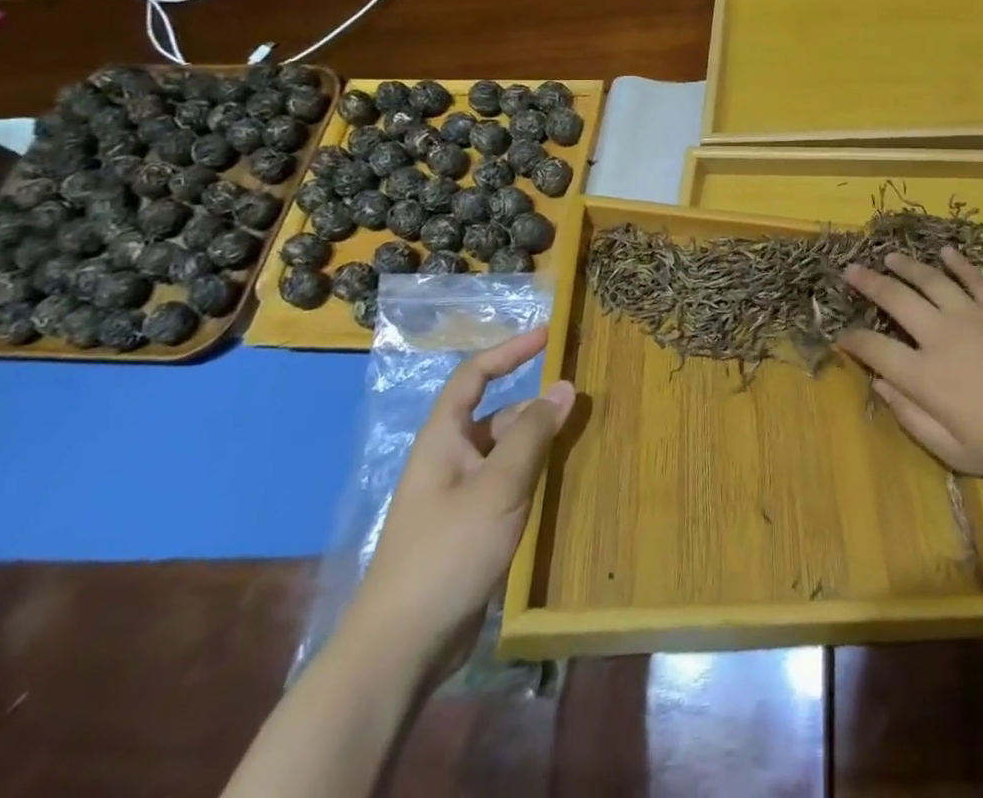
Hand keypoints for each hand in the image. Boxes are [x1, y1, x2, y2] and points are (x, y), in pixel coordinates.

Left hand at [349, 328, 575, 670]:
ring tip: (580, 442)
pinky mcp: (468, 529)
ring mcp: (457, 497)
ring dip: (538, 443)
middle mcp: (448, 460)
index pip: (474, 376)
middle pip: (497, 416)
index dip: (509, 351)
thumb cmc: (448, 551)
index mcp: (443, 440)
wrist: (401, 647)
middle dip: (536, 407)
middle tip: (581, 406)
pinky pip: (506, 485)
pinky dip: (533, 475)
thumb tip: (565, 386)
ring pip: (505, 453)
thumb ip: (534, 433)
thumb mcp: (499, 485)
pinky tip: (560, 485)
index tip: (548, 335)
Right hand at [837, 248, 982, 482]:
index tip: (841, 334)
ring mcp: (972, 313)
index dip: (853, 340)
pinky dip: (956, 262)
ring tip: (889, 256)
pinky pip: (972, 276)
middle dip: (868, 283)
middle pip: (895, 299)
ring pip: (929, 279)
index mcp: (925, 375)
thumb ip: (912, 417)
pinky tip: (945, 253)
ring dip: (905, 265)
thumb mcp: (955, 451)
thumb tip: (881, 384)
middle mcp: (940, 335)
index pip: (875, 349)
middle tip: (851, 270)